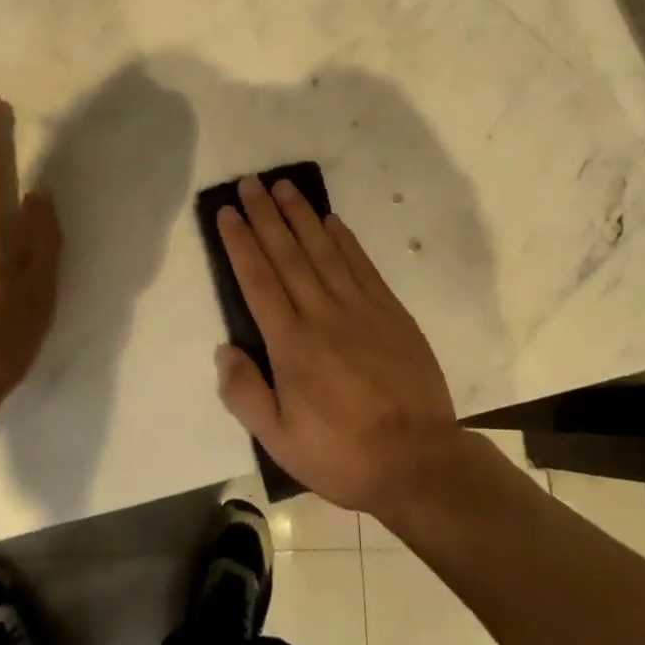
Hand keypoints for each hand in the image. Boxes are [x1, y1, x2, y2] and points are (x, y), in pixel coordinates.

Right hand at [214, 175, 463, 517]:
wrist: (420, 462)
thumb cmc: (343, 455)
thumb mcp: (281, 443)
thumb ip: (246, 395)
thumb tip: (224, 349)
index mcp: (291, 344)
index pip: (258, 280)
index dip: (240, 242)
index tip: (227, 212)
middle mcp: (322, 314)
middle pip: (287, 254)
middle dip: (265, 215)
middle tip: (250, 183)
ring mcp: (359, 308)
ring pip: (323, 250)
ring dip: (300, 215)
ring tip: (283, 186)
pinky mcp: (390, 310)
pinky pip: (361, 264)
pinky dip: (344, 239)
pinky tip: (330, 219)